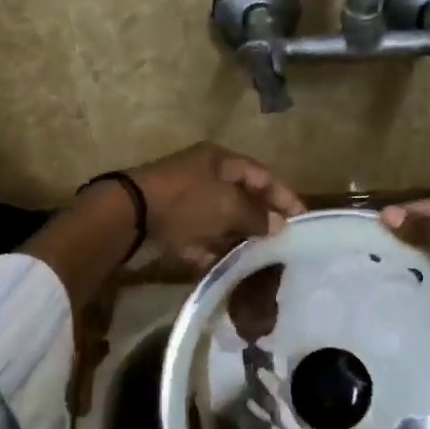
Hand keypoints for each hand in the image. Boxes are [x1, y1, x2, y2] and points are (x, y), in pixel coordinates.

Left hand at [127, 142, 305, 271]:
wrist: (128, 215)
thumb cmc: (186, 201)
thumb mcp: (228, 206)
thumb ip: (256, 216)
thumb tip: (278, 226)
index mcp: (220, 161)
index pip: (262, 175)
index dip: (283, 196)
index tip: (301, 219)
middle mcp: (204, 176)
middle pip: (241, 199)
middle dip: (259, 221)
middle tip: (279, 243)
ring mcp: (184, 200)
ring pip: (220, 220)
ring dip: (236, 239)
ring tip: (256, 260)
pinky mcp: (168, 224)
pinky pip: (197, 237)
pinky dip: (210, 250)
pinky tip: (223, 267)